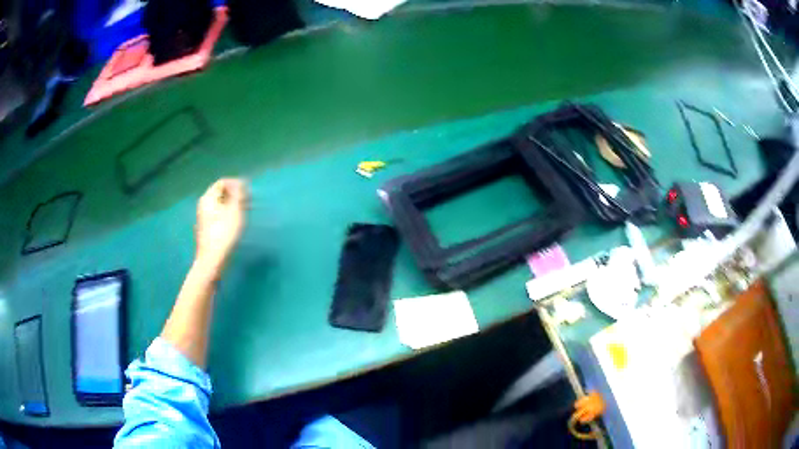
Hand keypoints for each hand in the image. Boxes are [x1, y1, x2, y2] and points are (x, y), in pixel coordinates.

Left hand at [194, 178, 247, 275]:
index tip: (248, 192)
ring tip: (244, 213)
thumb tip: (240, 183)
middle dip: (235, 195)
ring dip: (232, 205)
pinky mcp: (207, 229)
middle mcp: (203, 205)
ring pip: (220, 205)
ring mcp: (204, 217)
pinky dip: (228, 214)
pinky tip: (235, 224)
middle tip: (248, 202)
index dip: (236, 184)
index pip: (222, 182)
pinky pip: (218, 215)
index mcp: (208, 198)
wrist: (212, 260)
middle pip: (220, 193)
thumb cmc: (224, 234)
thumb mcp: (235, 211)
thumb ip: (238, 195)